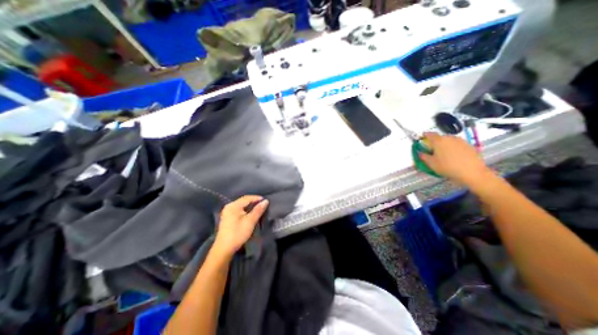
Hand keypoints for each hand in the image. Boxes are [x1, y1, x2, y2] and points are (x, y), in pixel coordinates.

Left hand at [215, 195, 267, 254]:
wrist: (224, 249)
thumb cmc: (238, 234)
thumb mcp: (250, 221)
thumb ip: (258, 210)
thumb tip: (266, 201)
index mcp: (233, 206)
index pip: (247, 198)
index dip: (257, 198)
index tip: (266, 201)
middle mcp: (229, 206)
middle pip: (244, 200)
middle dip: (254, 201)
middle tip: (263, 204)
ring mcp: (227, 212)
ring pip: (241, 205)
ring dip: (250, 206)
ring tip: (259, 208)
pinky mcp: (227, 217)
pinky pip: (239, 209)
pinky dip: (246, 210)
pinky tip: (250, 213)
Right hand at [417, 133, 493, 185]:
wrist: (472, 172)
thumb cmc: (447, 167)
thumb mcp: (431, 163)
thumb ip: (423, 156)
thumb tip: (420, 152)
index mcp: (438, 141)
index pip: (429, 134)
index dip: (424, 136)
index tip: (422, 138)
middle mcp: (449, 138)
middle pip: (440, 137)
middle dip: (435, 142)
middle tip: (432, 149)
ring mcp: (461, 141)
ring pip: (449, 140)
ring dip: (444, 144)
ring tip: (443, 153)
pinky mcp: (469, 145)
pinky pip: (457, 144)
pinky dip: (453, 147)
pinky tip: (453, 156)